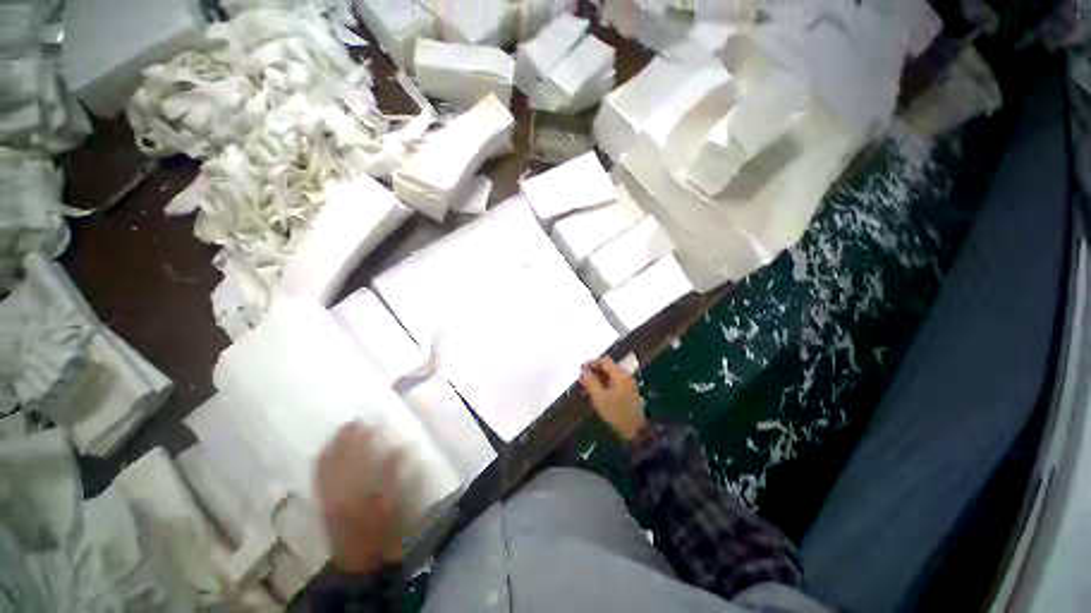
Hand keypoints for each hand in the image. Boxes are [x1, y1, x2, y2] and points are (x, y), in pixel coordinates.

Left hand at [314, 422, 401, 573]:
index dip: (363, 437)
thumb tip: (399, 448)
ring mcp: (326, 495)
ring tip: (341, 430)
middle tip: (355, 421)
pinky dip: (321, 460)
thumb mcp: (392, 503)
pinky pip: (317, 476)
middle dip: (346, 437)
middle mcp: (337, 489)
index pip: (358, 456)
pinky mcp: (321, 501)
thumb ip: (394, 474)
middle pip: (339, 457)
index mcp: (357, 488)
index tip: (370, 422)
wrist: (355, 558)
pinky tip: (325, 451)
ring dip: (332, 445)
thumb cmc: (379, 529)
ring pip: (325, 464)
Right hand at [580, 357, 647, 441]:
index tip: (580, 370)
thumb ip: (591, 382)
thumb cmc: (616, 412)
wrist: (636, 431)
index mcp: (620, 375)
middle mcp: (625, 376)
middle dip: (593, 371)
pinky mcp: (628, 394)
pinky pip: (613, 384)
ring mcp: (628, 385)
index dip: (591, 363)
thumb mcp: (600, 397)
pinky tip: (596, 394)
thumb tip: (584, 371)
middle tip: (582, 380)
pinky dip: (603, 385)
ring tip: (586, 388)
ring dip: (598, 379)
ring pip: (610, 376)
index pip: (604, 361)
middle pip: (607, 367)